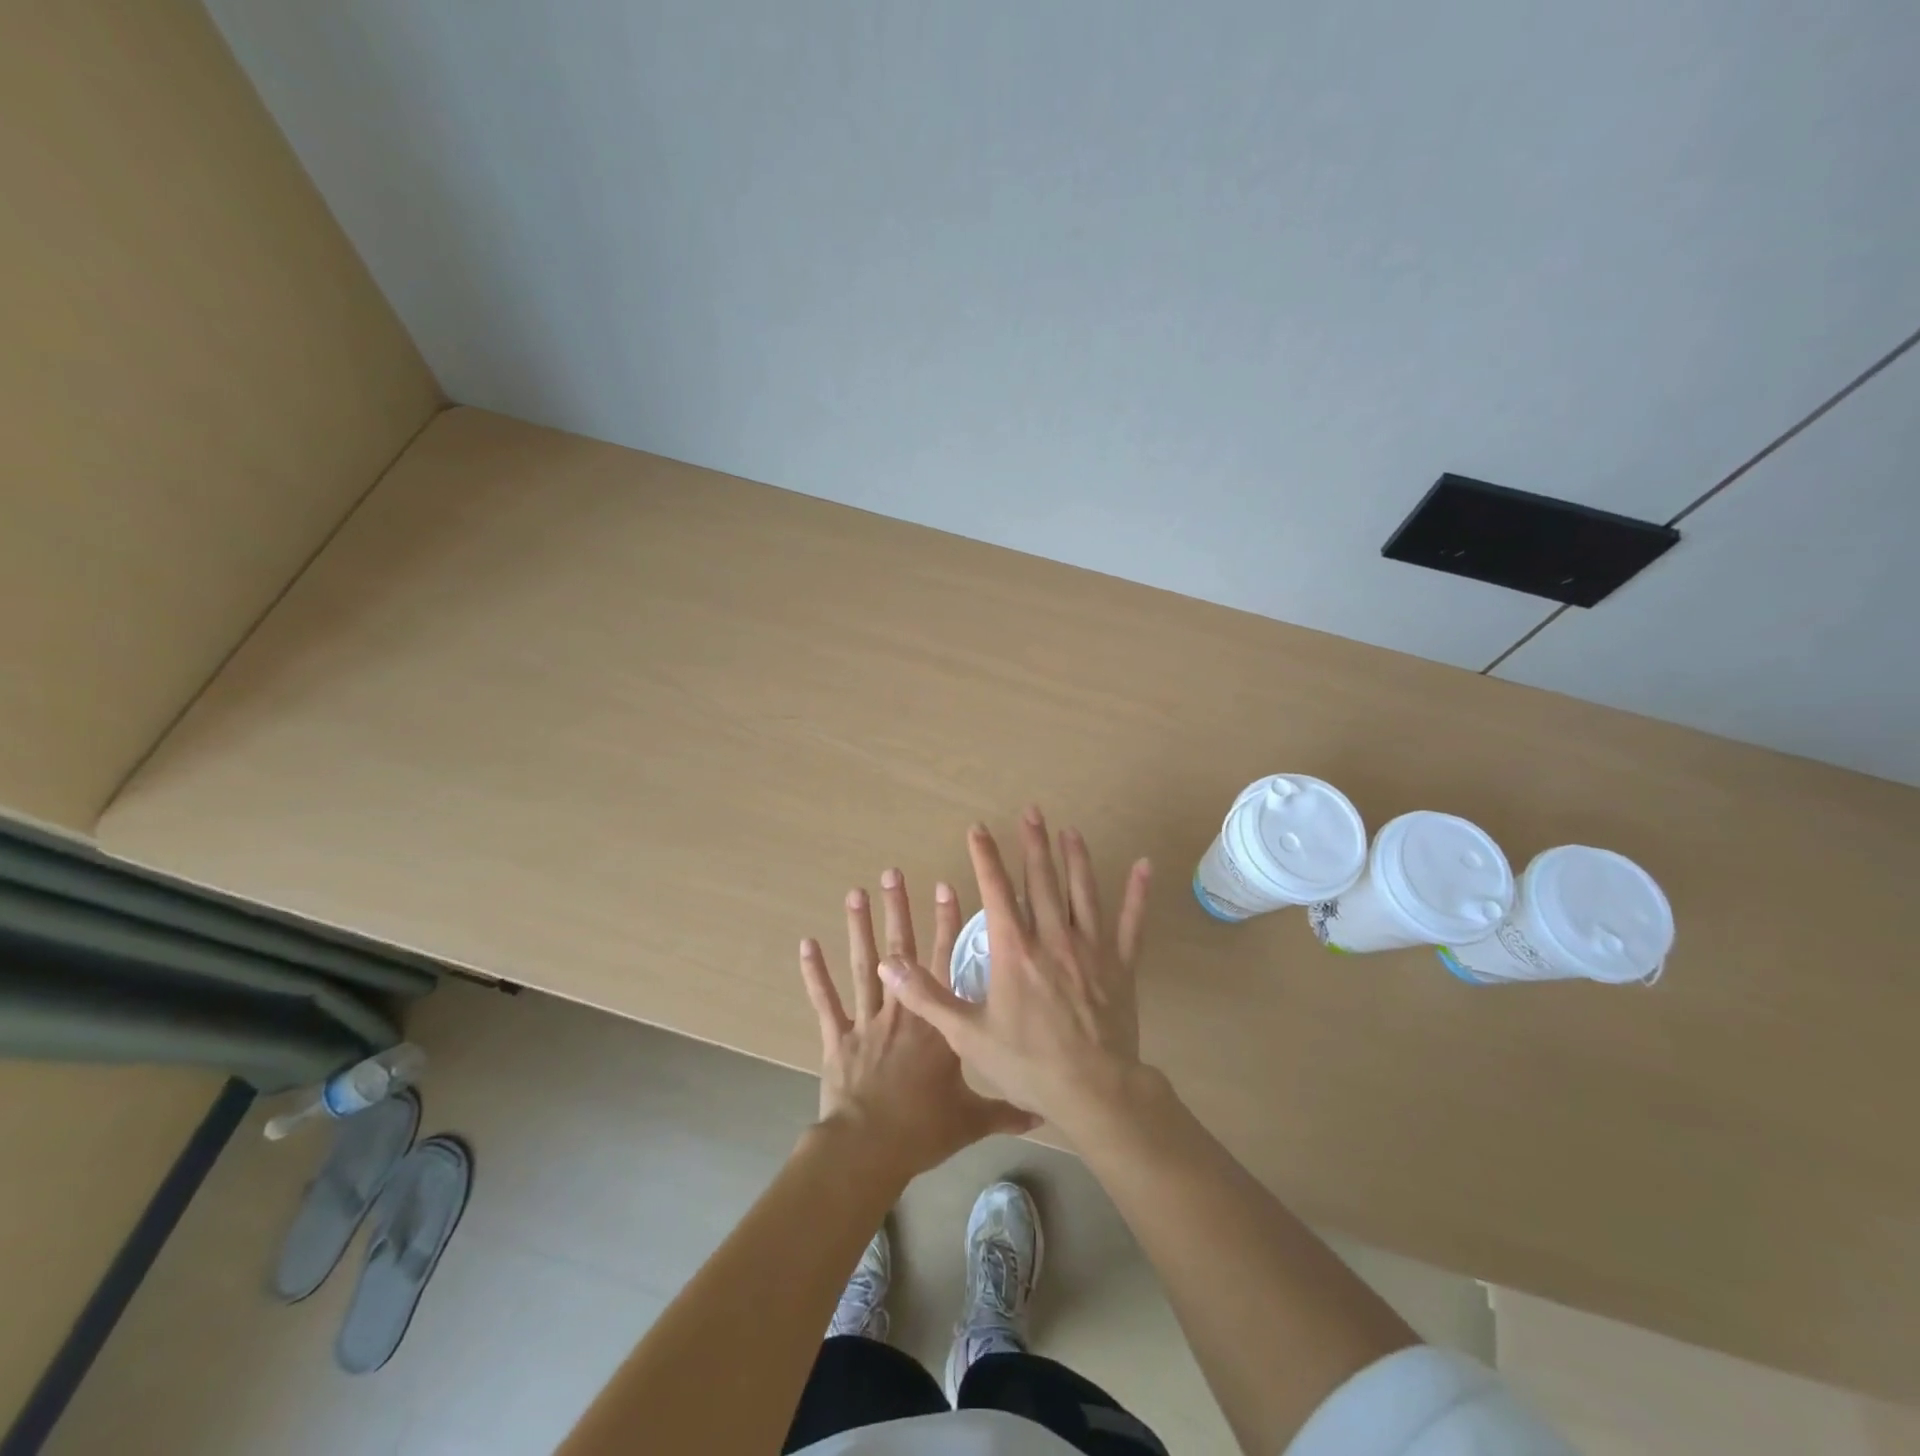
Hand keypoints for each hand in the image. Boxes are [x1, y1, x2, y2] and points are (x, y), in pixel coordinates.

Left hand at [800, 869, 1036, 1183]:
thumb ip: (1006, 1111)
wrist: (869, 1148)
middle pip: (900, 951)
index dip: (946, 922)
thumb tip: (1043, 1113)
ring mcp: (867, 1020)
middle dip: (898, 909)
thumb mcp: (971, 1120)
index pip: (944, 961)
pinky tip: (806, 944)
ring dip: (858, 928)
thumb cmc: (923, 1128)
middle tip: (892, 872)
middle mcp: (902, 1011)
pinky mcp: (837, 1038)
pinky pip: (825, 1001)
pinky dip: (815, 974)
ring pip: (863, 965)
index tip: (945, 885)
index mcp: (936, 1023)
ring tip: (855, 892)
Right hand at [881, 807, 1152, 1141]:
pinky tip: (1145, 866)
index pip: (996, 891)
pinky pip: (1131, 923)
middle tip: (1031, 811)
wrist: (1093, 1091)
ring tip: (1070, 831)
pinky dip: (1138, 894)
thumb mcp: (967, 1034)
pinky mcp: (1121, 965)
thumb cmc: (1027, 1063)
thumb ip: (927, 996)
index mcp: (1015, 950)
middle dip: (1033, 843)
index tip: (977, 829)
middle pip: (1042, 880)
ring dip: (1076, 859)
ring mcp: (1091, 949)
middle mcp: (1053, 938)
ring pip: (1083, 892)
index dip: (985, 857)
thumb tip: (888, 964)